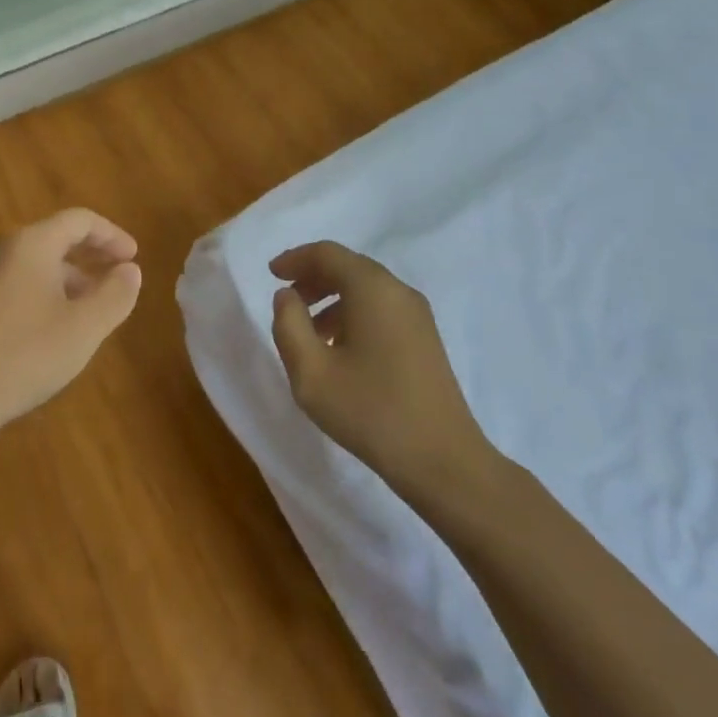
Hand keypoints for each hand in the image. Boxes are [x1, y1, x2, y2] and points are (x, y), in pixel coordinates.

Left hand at [0, 209, 141, 445]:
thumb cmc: (23, 355)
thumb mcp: (83, 328)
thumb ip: (114, 295)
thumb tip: (130, 270)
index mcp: (31, 243)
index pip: (79, 220)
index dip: (112, 235)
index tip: (134, 258)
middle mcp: (2, 248)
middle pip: (55, 238)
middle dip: (91, 257)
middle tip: (117, 280)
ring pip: (35, 263)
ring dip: (68, 279)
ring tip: (89, 311)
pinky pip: (15, 283)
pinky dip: (43, 293)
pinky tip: (51, 330)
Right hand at [270, 241, 500, 501]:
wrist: (444, 462)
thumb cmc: (371, 412)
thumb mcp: (311, 373)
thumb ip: (289, 325)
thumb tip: (287, 296)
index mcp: (372, 288)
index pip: (327, 254)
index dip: (295, 259)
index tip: (272, 274)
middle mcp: (398, 290)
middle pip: (348, 267)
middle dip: (313, 278)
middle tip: (287, 300)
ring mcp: (417, 315)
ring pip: (365, 289)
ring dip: (332, 299)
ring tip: (308, 332)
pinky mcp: (426, 339)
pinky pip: (381, 308)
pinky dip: (353, 314)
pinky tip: (340, 350)